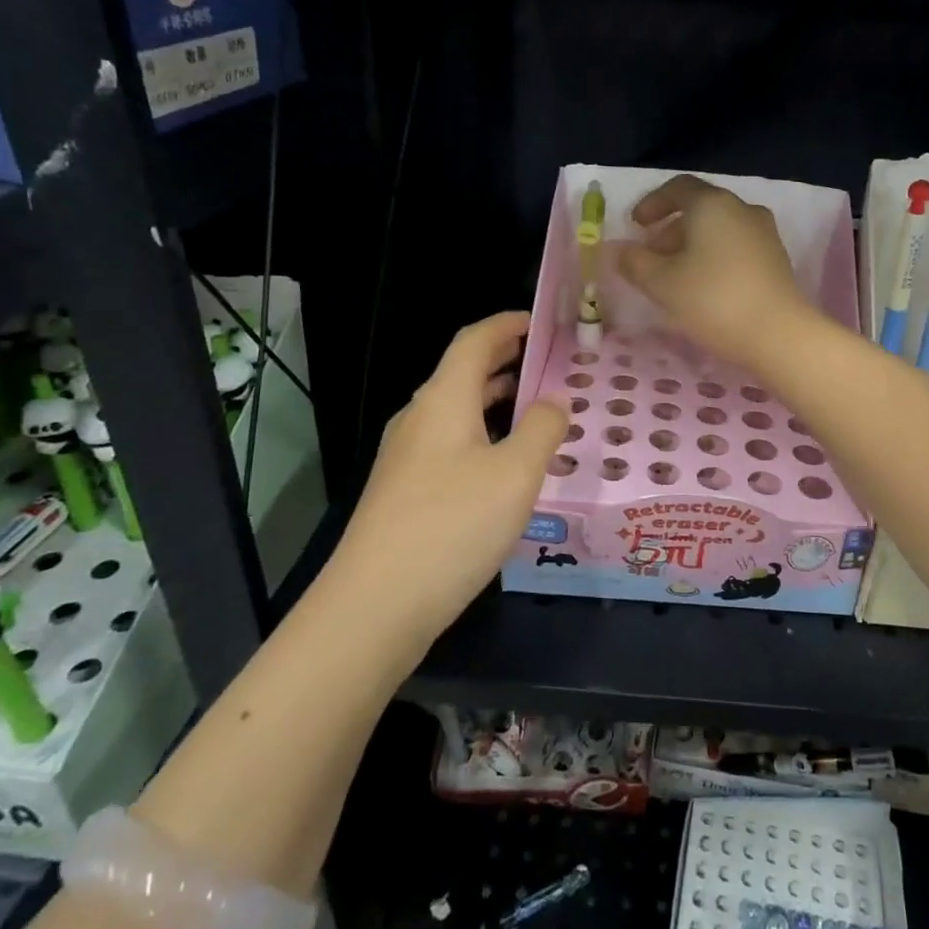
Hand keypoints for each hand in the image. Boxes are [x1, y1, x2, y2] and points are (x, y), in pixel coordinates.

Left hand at [327, 313, 566, 655]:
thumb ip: (542, 428)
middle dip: (505, 362)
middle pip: (462, 374)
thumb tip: (555, 399)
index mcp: (443, 400)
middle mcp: (419, 420)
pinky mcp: (404, 493)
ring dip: (495, 402)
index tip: (540, 322)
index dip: (506, 325)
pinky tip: (506, 466)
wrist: (374, 606)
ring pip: (456, 412)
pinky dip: (483, 436)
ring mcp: (406, 458)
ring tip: (535, 410)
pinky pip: (450, 445)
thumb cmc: (453, 525)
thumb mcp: (515, 474)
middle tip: (549, 365)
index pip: (474, 341)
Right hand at [616, 175, 813, 365]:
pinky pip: (736, 246)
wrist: (778, 334)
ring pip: (719, 229)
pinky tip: (704, 286)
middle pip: (700, 208)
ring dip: (692, 245)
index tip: (635, 225)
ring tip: (675, 276)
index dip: (652, 203)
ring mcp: (764, 233)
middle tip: (651, 257)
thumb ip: (634, 262)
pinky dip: (714, 256)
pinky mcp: (776, 259)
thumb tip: (619, 250)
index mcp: (712, 204)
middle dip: (670, 229)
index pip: (678, 188)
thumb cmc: (713, 300)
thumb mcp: (661, 283)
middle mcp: (742, 209)